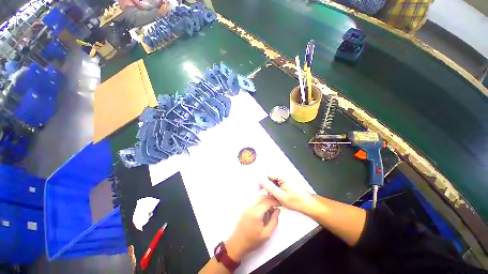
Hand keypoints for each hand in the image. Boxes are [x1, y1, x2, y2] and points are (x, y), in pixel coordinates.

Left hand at [225, 196, 280, 260]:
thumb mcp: (267, 234)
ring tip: (271, 207)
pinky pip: (254, 201)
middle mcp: (250, 207)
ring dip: (265, 199)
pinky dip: (261, 201)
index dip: (275, 201)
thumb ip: (274, 221)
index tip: (280, 204)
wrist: (238, 243)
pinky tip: (264, 208)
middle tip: (277, 203)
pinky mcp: (245, 208)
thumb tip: (277, 210)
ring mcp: (247, 207)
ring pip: (257, 197)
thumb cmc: (253, 240)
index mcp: (256, 213)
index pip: (267, 202)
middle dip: (270, 198)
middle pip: (262, 197)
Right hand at [260, 177, 319, 214]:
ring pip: (273, 182)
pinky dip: (275, 190)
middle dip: (267, 186)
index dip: (262, 182)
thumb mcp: (280, 195)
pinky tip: (278, 197)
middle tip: (268, 196)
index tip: (260, 190)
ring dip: (271, 189)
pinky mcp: (286, 183)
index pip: (267, 175)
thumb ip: (269, 187)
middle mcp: (282, 176)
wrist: (308, 204)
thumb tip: (260, 181)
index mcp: (281, 176)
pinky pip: (277, 185)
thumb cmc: (295, 201)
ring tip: (274, 197)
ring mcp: (285, 180)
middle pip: (270, 178)